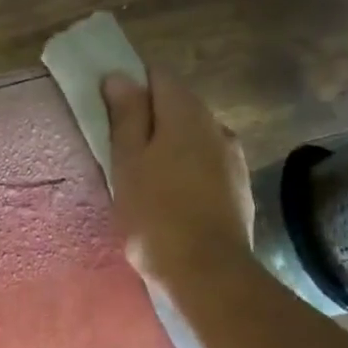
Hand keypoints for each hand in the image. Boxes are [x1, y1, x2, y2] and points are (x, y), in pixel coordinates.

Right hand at [102, 69, 254, 285]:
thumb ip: (125, 117)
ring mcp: (233, 156)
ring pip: (194, 136)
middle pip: (178, 106)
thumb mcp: (127, 163)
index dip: (131, 88)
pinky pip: (207, 163)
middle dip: (150, 119)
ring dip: (170, 146)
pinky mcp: (239, 185)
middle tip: (121, 152)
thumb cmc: (155, 214)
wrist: (207, 270)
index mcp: (185, 112)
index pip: (157, 77)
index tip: (109, 114)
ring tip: (146, 179)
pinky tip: (173, 197)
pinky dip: (188, 169)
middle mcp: (216, 124)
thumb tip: (119, 77)